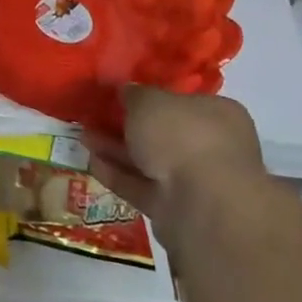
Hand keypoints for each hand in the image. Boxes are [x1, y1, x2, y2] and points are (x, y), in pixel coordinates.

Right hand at [82, 88, 265, 242]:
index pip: (183, 101)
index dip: (151, 97)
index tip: (121, 96)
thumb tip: (128, 92)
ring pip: (150, 161)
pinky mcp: (176, 209)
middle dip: (127, 126)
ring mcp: (195, 181)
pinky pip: (142, 187)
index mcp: (218, 114)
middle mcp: (212, 146)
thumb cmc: (182, 136)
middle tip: (95, 118)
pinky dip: (118, 175)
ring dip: (117, 150)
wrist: (202, 204)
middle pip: (163, 133)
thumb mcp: (149, 101)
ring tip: (83, 137)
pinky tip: (92, 163)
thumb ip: (135, 94)